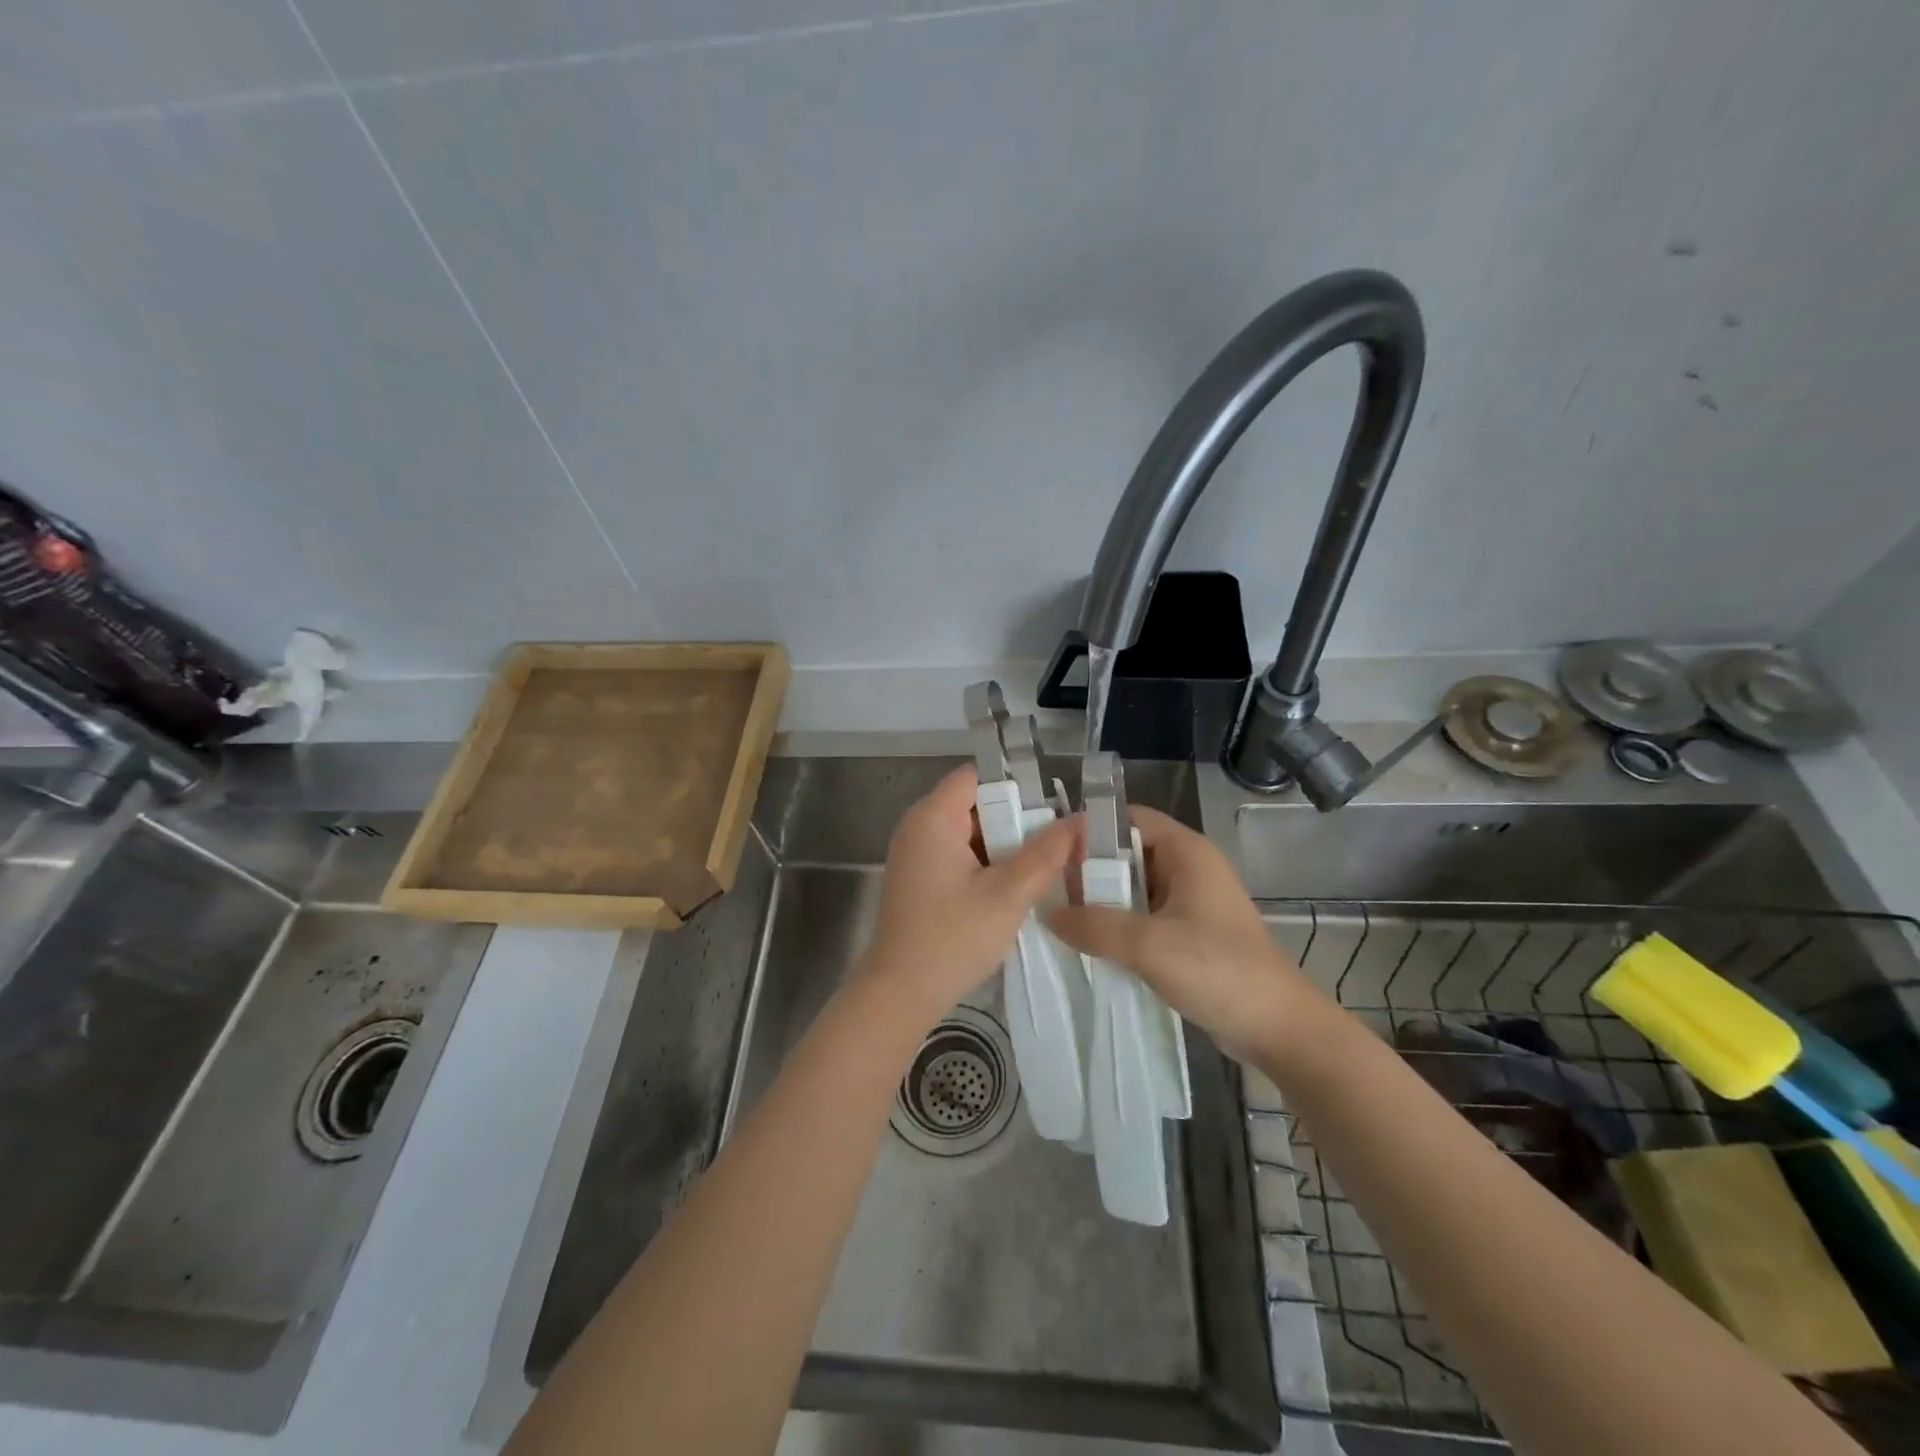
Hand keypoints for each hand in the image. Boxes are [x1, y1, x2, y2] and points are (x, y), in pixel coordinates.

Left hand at [854, 765, 1078, 1027]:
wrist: (901, 993)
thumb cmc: (953, 938)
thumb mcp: (1008, 894)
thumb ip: (1046, 854)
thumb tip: (1080, 821)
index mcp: (933, 817)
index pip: (976, 775)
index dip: (1015, 783)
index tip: (1052, 803)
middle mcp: (918, 826)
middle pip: (974, 802)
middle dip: (1016, 817)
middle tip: (1058, 835)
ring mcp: (915, 853)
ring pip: (968, 831)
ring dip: (1003, 843)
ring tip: (1046, 858)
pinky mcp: (918, 878)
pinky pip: (957, 854)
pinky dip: (985, 861)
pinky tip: (1014, 882)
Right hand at [1047, 806, 1325, 1065]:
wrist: (1278, 1029)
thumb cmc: (1219, 971)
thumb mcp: (1149, 945)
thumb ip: (1094, 925)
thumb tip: (1047, 913)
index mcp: (1187, 852)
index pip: (1129, 818)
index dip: (1089, 828)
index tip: (1048, 850)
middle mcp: (1188, 868)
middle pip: (1127, 852)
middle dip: (1087, 868)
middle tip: (1045, 887)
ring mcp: (1189, 903)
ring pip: (1132, 888)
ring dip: (1099, 900)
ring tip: (1056, 914)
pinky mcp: (1188, 934)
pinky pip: (1142, 917)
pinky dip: (1115, 925)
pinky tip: (1085, 942)